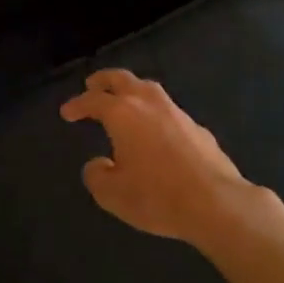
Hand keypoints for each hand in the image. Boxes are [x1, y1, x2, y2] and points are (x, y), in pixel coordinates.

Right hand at [60, 68, 254, 244]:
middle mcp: (148, 103)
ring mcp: (176, 112)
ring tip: (124, 101)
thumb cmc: (158, 197)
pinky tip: (156, 130)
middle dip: (104, 80)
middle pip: (122, 79)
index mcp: (122, 113)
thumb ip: (97, 176)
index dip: (77, 105)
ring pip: (148, 89)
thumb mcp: (113, 195)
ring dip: (132, 91)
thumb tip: (99, 164)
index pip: (93, 100)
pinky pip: (168, 110)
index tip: (67, 112)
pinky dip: (154, 112)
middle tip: (92, 85)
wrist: (217, 203)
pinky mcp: (197, 127)